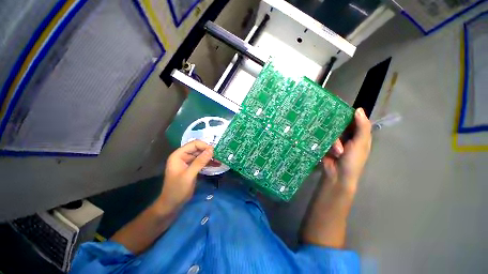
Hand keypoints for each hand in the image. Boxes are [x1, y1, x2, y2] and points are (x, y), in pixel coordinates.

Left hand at [159, 140, 213, 208]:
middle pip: (198, 149)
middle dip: (208, 152)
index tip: (215, 152)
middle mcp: (183, 156)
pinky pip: (202, 162)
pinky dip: (209, 163)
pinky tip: (216, 164)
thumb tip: (211, 150)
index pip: (194, 144)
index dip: (204, 146)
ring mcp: (188, 162)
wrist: (172, 204)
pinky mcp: (192, 167)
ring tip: (220, 160)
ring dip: (210, 157)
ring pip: (201, 155)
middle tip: (219, 156)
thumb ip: (200, 162)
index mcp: (178, 155)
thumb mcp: (189, 175)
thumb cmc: (177, 190)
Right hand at [322, 108, 371, 193]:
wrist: (337, 175)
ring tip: (337, 151)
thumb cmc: (353, 160)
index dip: (350, 114)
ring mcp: (335, 141)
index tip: (341, 110)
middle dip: (338, 128)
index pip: (355, 121)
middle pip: (341, 125)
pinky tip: (328, 148)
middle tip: (334, 126)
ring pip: (332, 132)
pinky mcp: (326, 144)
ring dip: (334, 142)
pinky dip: (325, 142)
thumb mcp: (361, 143)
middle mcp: (347, 137)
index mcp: (359, 136)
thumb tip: (359, 109)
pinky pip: (324, 138)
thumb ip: (362, 127)